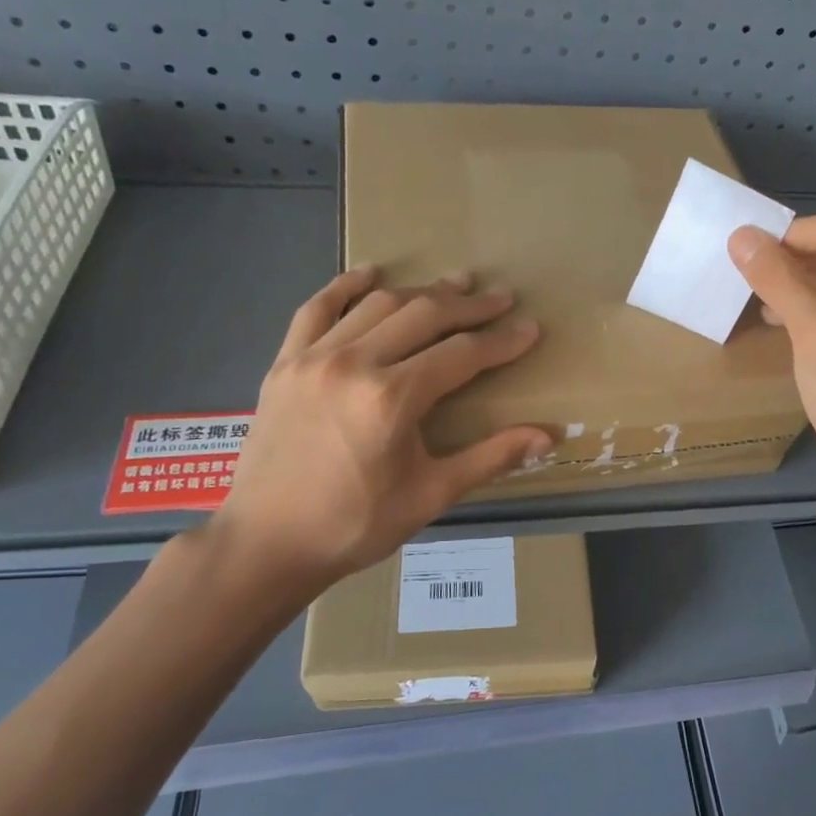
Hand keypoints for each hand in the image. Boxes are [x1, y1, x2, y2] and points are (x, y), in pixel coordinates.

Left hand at [204, 267, 550, 609]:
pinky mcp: (284, 363)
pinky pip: (316, 308)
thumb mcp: (431, 495)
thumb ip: (491, 458)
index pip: (461, 354)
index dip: (501, 341)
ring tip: (456, 283)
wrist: (267, 543)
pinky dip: (346, 285)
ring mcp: (313, 358)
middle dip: (469, 305)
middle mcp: (353, 364)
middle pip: (423, 316)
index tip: (530, 329)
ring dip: (422, 291)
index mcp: (392, 399)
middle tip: (501, 298)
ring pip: (378, 305)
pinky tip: (372, 272)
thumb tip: (548, 436)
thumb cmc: (355, 524)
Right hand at [729, 216, 815, 509]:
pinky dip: (810, 315)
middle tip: (740, 277)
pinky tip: (780, 325)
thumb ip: (776, 277)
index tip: (738, 252)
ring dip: (795, 290)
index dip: (783, 237)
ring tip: (754, 301)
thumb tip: (740, 236)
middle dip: (788, 265)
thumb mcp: (813, 328)